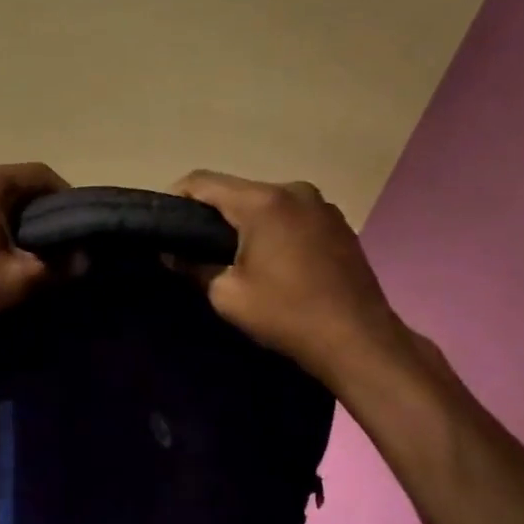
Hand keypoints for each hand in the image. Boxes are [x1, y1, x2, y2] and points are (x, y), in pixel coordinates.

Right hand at [172, 170, 413, 389]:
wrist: (359, 341)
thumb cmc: (286, 314)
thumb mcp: (226, 295)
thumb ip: (192, 266)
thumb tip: (171, 254)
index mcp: (263, 202)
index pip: (202, 182)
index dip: (175, 197)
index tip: (163, 223)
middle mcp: (294, 191)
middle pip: (236, 190)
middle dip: (211, 212)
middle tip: (192, 244)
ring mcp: (321, 205)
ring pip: (265, 202)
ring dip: (244, 220)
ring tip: (230, 253)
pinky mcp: (338, 224)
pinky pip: (290, 215)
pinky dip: (272, 228)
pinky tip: (269, 259)